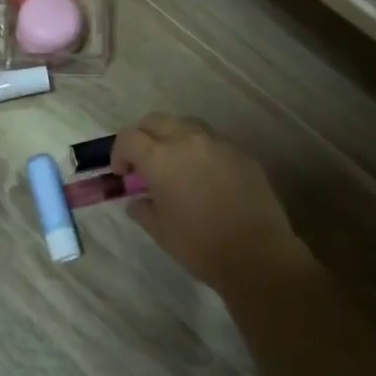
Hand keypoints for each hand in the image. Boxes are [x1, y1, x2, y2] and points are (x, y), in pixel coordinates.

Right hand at [110, 114, 303, 296]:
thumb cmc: (200, 245)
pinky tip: (205, 175)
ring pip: (187, 124)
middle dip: (143, 136)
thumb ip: (143, 209)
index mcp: (160, 158)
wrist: (257, 254)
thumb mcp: (160, 231)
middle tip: (143, 162)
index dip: (119, 152)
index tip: (122, 173)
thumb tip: (137, 201)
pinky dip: (200, 150)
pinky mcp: (241, 153)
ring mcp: (218, 143)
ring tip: (174, 163)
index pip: (129, 137)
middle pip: (156, 121)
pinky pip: (213, 141)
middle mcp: (188, 140)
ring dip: (173, 137)